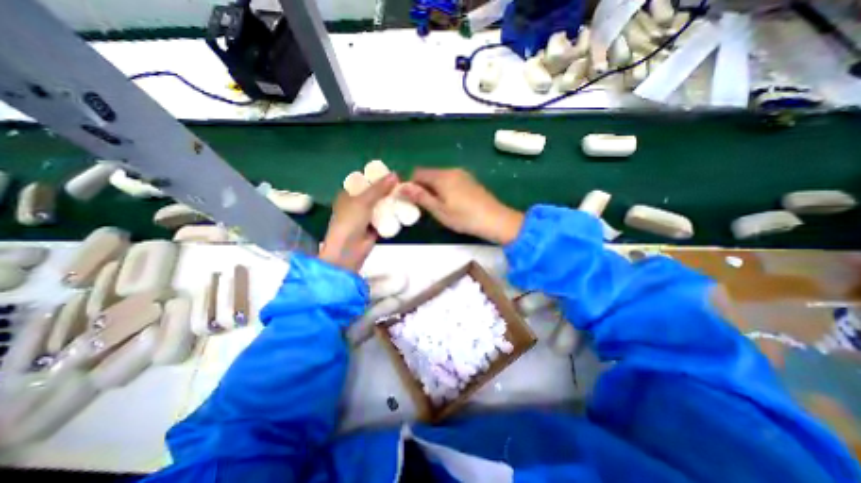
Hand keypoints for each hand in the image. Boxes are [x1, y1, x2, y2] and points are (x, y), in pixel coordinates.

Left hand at [318, 174, 398, 271]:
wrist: (348, 251)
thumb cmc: (350, 222)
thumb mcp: (363, 201)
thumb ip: (379, 188)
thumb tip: (395, 174)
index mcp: (348, 194)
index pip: (365, 182)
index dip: (379, 178)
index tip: (394, 175)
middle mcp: (357, 204)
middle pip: (375, 194)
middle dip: (388, 190)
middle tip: (404, 186)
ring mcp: (366, 216)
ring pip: (381, 206)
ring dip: (392, 202)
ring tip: (407, 195)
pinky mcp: (374, 227)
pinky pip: (385, 218)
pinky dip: (393, 215)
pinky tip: (404, 210)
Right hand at [398, 170, 523, 245]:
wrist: (495, 220)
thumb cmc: (464, 217)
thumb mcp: (439, 210)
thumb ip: (420, 197)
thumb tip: (401, 187)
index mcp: (442, 176)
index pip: (418, 173)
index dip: (410, 184)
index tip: (410, 200)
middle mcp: (451, 170)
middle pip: (429, 174)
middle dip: (422, 187)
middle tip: (422, 206)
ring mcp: (463, 174)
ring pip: (440, 177)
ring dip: (433, 188)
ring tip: (436, 206)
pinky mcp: (470, 180)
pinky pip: (450, 180)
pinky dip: (444, 188)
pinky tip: (450, 203)